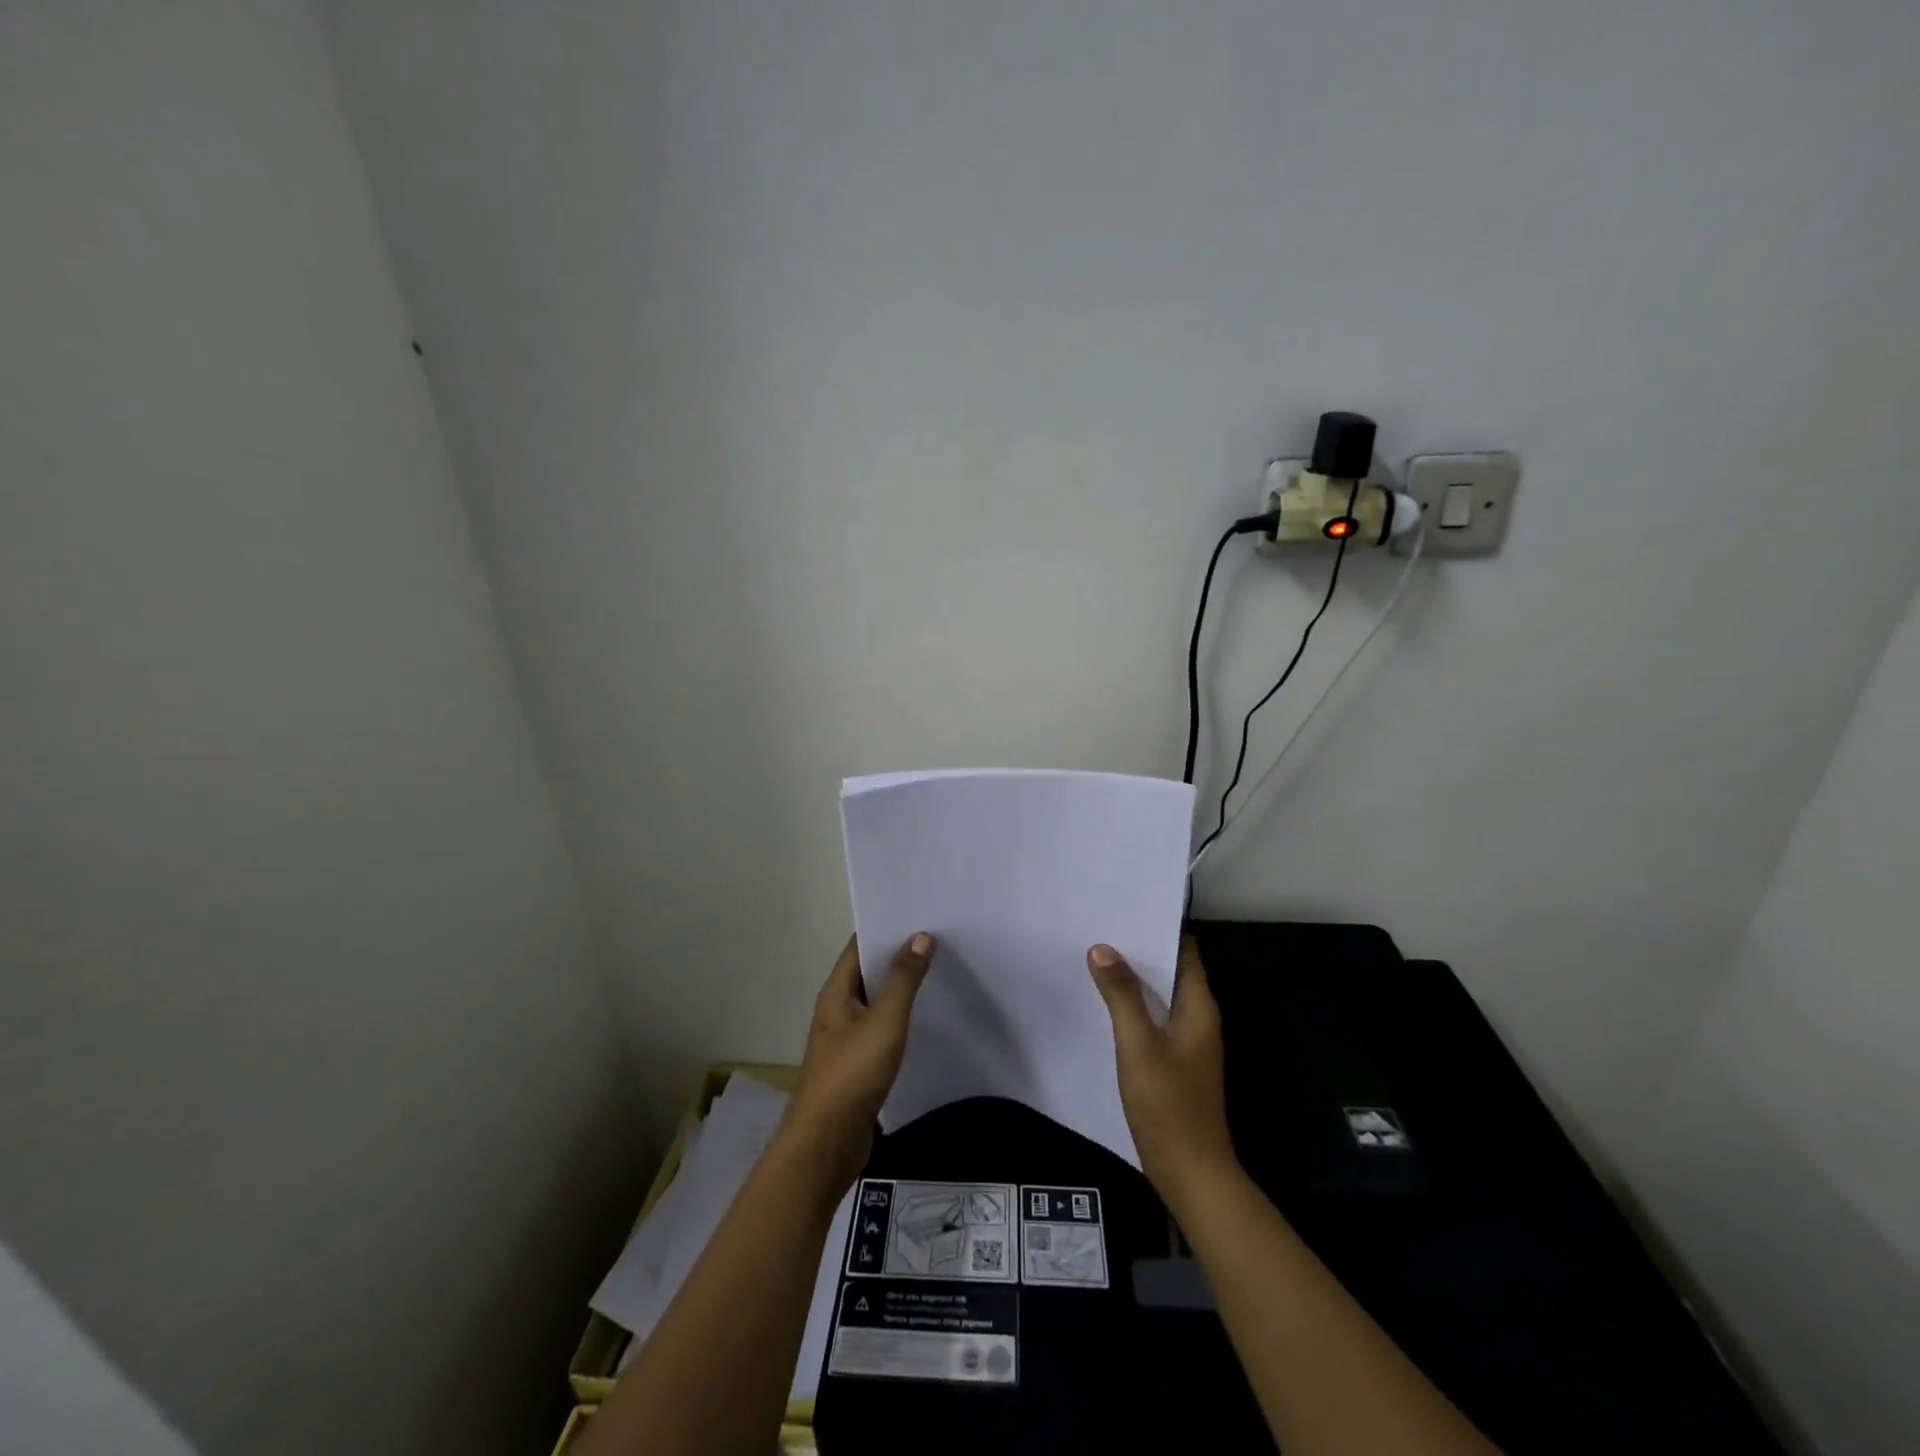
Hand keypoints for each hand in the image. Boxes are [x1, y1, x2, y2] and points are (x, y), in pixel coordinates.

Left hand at [785, 933, 935, 1189]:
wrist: (826, 1144)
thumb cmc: (852, 1075)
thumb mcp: (884, 1022)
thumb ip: (903, 980)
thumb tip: (920, 936)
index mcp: (837, 992)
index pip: (860, 945)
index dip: (887, 926)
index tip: (921, 913)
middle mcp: (839, 1008)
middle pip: (870, 971)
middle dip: (900, 955)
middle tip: (941, 938)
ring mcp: (847, 1038)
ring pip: (878, 1001)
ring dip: (903, 987)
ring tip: (941, 970)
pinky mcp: (859, 1064)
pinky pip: (883, 1028)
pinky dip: (903, 1018)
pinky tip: (928, 1018)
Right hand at [1087, 936, 1239, 1211]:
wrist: (1191, 1173)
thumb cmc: (1169, 1104)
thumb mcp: (1139, 1045)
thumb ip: (1121, 995)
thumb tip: (1102, 948)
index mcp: (1199, 1008)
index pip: (1185, 951)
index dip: (1158, 928)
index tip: (1125, 910)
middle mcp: (1199, 1019)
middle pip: (1172, 971)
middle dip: (1140, 951)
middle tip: (1101, 929)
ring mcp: (1188, 1043)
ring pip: (1161, 997)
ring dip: (1134, 979)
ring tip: (1097, 958)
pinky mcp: (1176, 1063)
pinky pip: (1155, 1020)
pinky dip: (1134, 1006)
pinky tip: (1105, 1005)